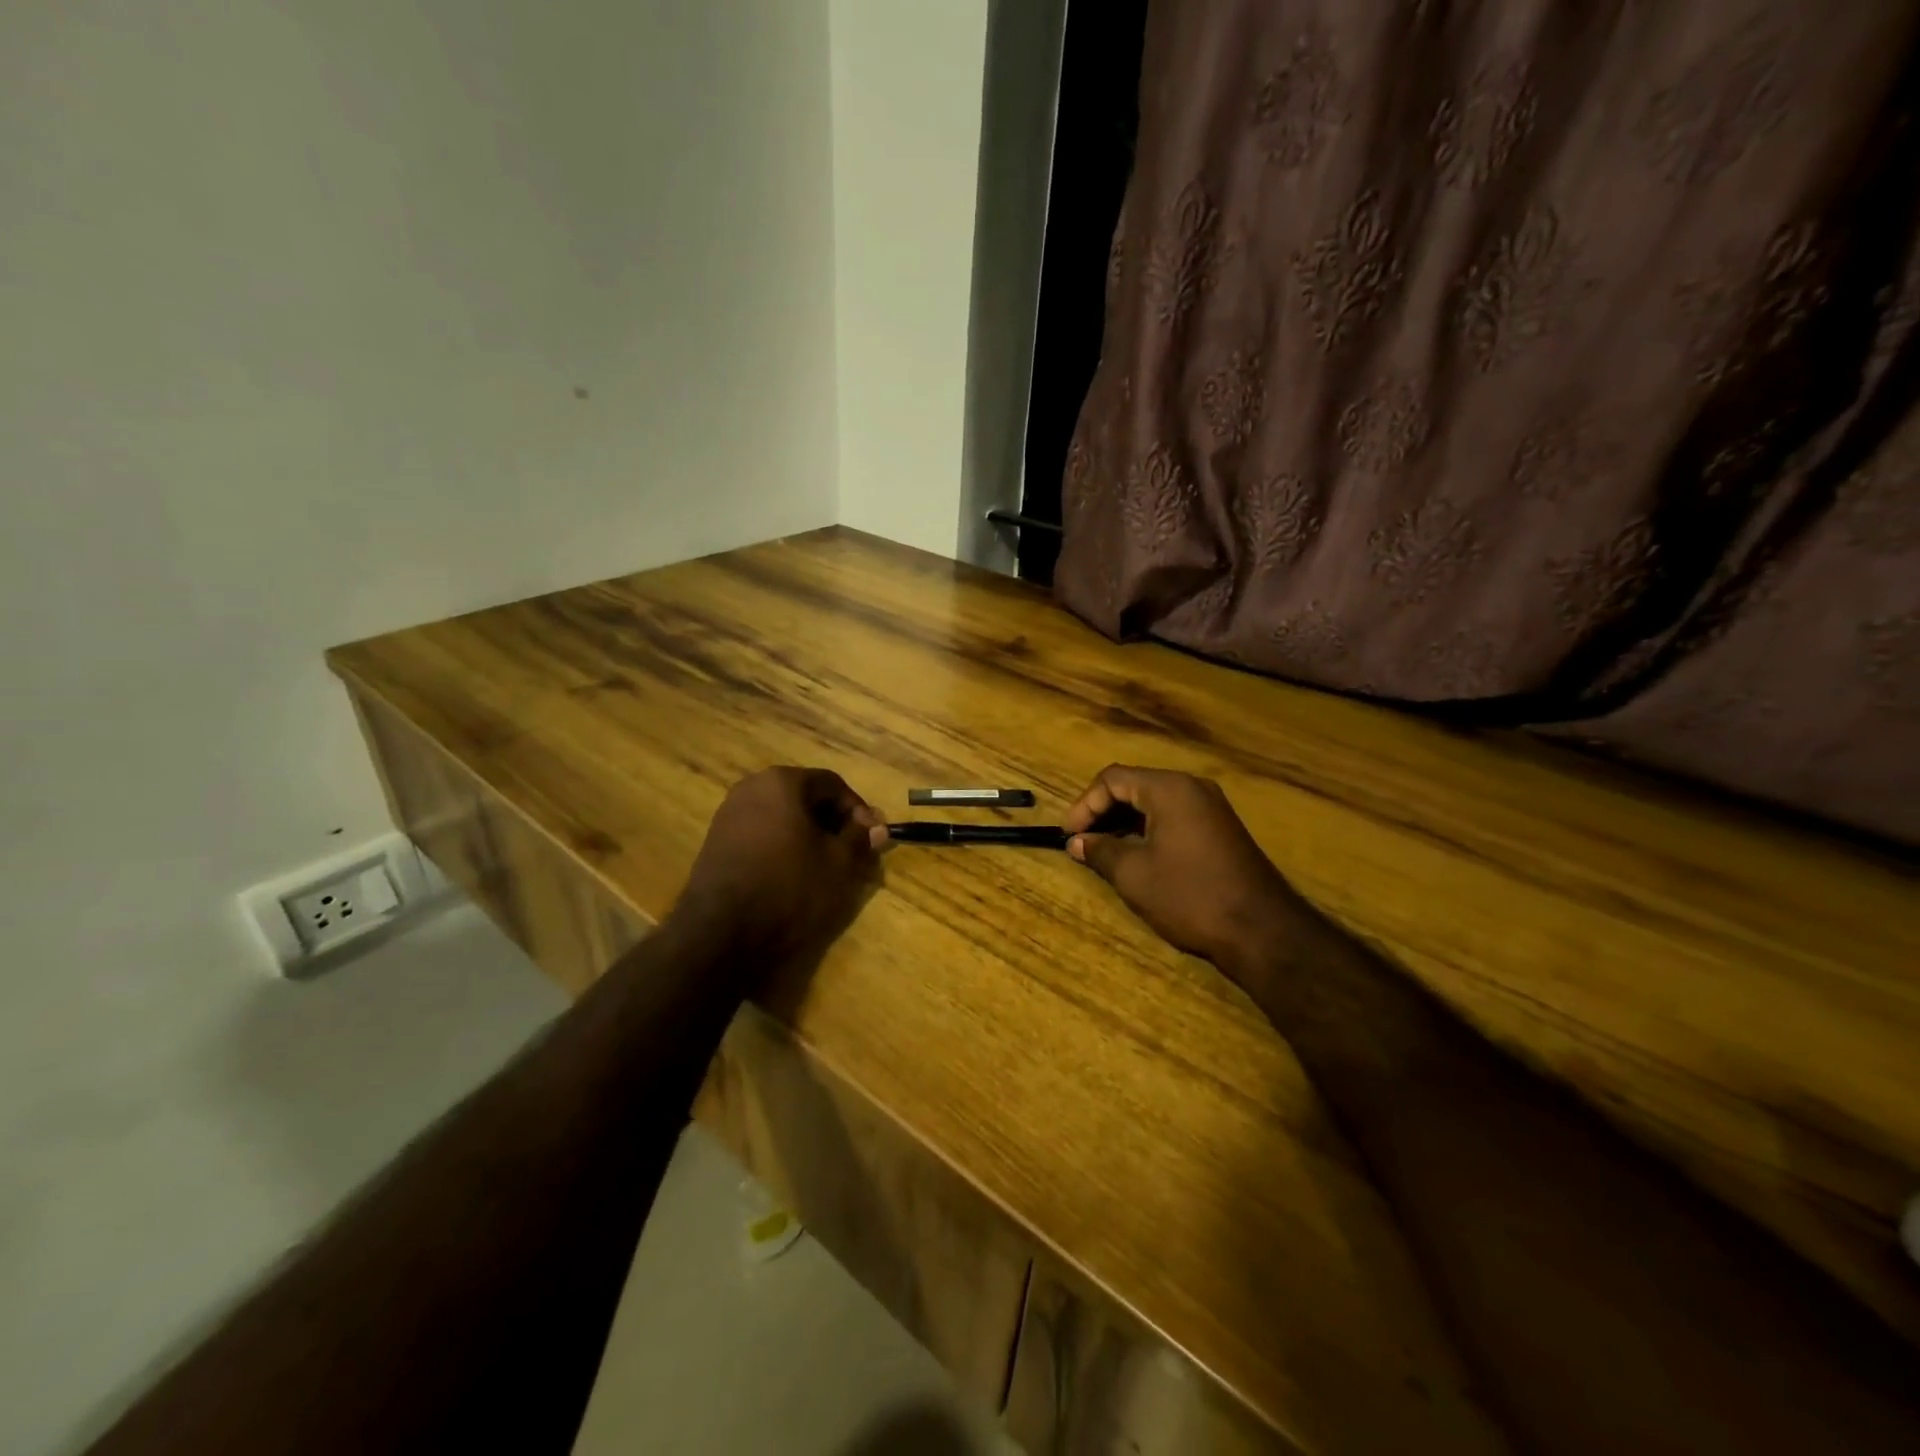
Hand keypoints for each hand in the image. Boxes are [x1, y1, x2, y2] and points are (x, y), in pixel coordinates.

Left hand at [672, 767, 886, 960]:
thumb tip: (876, 827)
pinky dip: (783, 846)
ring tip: (826, 866)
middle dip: (833, 822)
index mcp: (782, 782)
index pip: (832, 784)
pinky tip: (794, 875)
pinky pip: (761, 833)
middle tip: (852, 852)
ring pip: (782, 816)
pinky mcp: (716, 843)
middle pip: (805, 797)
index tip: (873, 838)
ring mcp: (728, 815)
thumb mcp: (839, 863)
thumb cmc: (790, 888)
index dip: (858, 810)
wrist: (721, 934)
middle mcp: (751, 788)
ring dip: (808, 835)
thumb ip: (860, 838)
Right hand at [1063, 765, 1305, 970]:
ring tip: (1102, 851)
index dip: (1084, 805)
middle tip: (1081, 842)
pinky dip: (1148, 830)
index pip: (1113, 779)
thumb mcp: (1134, 875)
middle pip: (1134, 786)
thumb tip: (1077, 842)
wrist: (1262, 930)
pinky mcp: (1221, 830)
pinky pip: (1174, 817)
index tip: (1069, 836)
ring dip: (1124, 822)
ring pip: (1155, 803)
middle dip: (1102, 812)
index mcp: (1169, 789)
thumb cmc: (1190, 896)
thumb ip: (1100, 851)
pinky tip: (1136, 856)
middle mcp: (1192, 788)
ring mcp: (1211, 808)